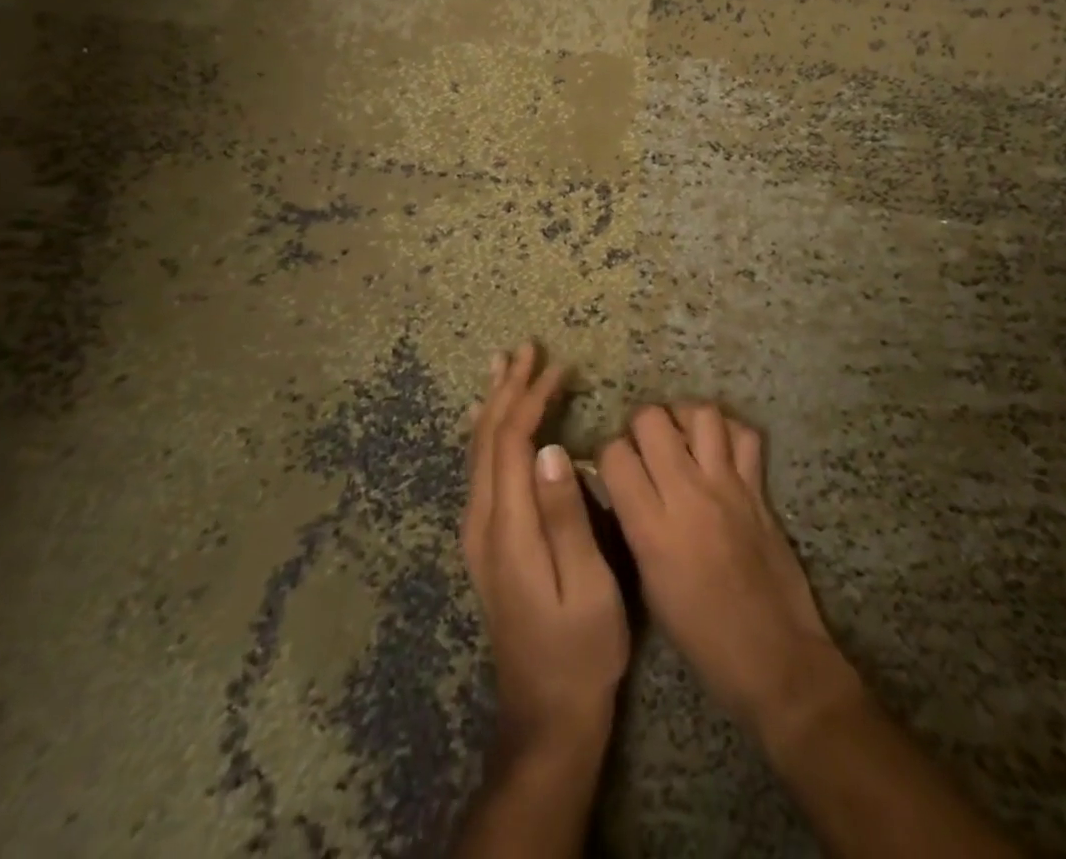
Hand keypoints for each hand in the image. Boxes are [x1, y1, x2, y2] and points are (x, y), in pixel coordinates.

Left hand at [463, 343, 629, 751]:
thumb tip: (550, 450)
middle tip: (527, 348)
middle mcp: (482, 523)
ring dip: (493, 404)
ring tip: (503, 366)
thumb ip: (566, 518)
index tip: (560, 367)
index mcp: (507, 528)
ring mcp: (478, 534)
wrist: (546, 718)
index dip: (532, 399)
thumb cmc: (580, 652)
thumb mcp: (587, 588)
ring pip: (478, 451)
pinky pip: (480, 469)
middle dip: (507, 389)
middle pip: (487, 438)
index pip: (512, 442)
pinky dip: (488, 432)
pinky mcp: (486, 543)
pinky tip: (487, 421)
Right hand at [598, 404, 858, 739]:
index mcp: (652, 527)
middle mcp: (687, 493)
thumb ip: (634, 528)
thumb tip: (622, 489)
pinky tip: (718, 448)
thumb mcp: (649, 586)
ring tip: (678, 435)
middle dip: (639, 424)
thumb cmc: (702, 637)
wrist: (775, 657)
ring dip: (682, 417)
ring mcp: (728, 485)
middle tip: (642, 444)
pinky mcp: (759, 488)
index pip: (615, 455)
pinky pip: (744, 435)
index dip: (607, 454)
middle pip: (652, 420)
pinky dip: (728, 432)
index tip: (612, 467)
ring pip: (701, 414)